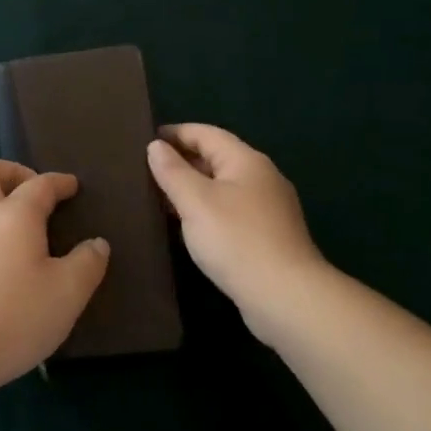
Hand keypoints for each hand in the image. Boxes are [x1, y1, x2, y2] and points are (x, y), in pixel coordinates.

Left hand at [0, 161, 110, 389]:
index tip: (72, 186)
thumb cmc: (15, 316)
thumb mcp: (68, 293)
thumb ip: (87, 264)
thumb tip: (97, 244)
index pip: (39, 185)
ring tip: (0, 213)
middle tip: (29, 189)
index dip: (58, 182)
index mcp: (14, 215)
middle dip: (8, 171)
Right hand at [146, 124, 328, 344]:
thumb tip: (156, 146)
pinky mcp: (267, 236)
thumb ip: (172, 171)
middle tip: (145, 170)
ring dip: (192, 187)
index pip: (206, 133)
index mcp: (246, 161)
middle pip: (216, 158)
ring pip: (222, 186)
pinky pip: (229, 210)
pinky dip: (205, 210)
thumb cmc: (236, 240)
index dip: (175, 133)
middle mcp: (261, 177)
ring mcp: (268, 208)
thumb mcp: (195, 201)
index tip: (144, 140)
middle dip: (182, 160)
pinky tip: (187, 225)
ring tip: (158, 196)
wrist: (286, 297)